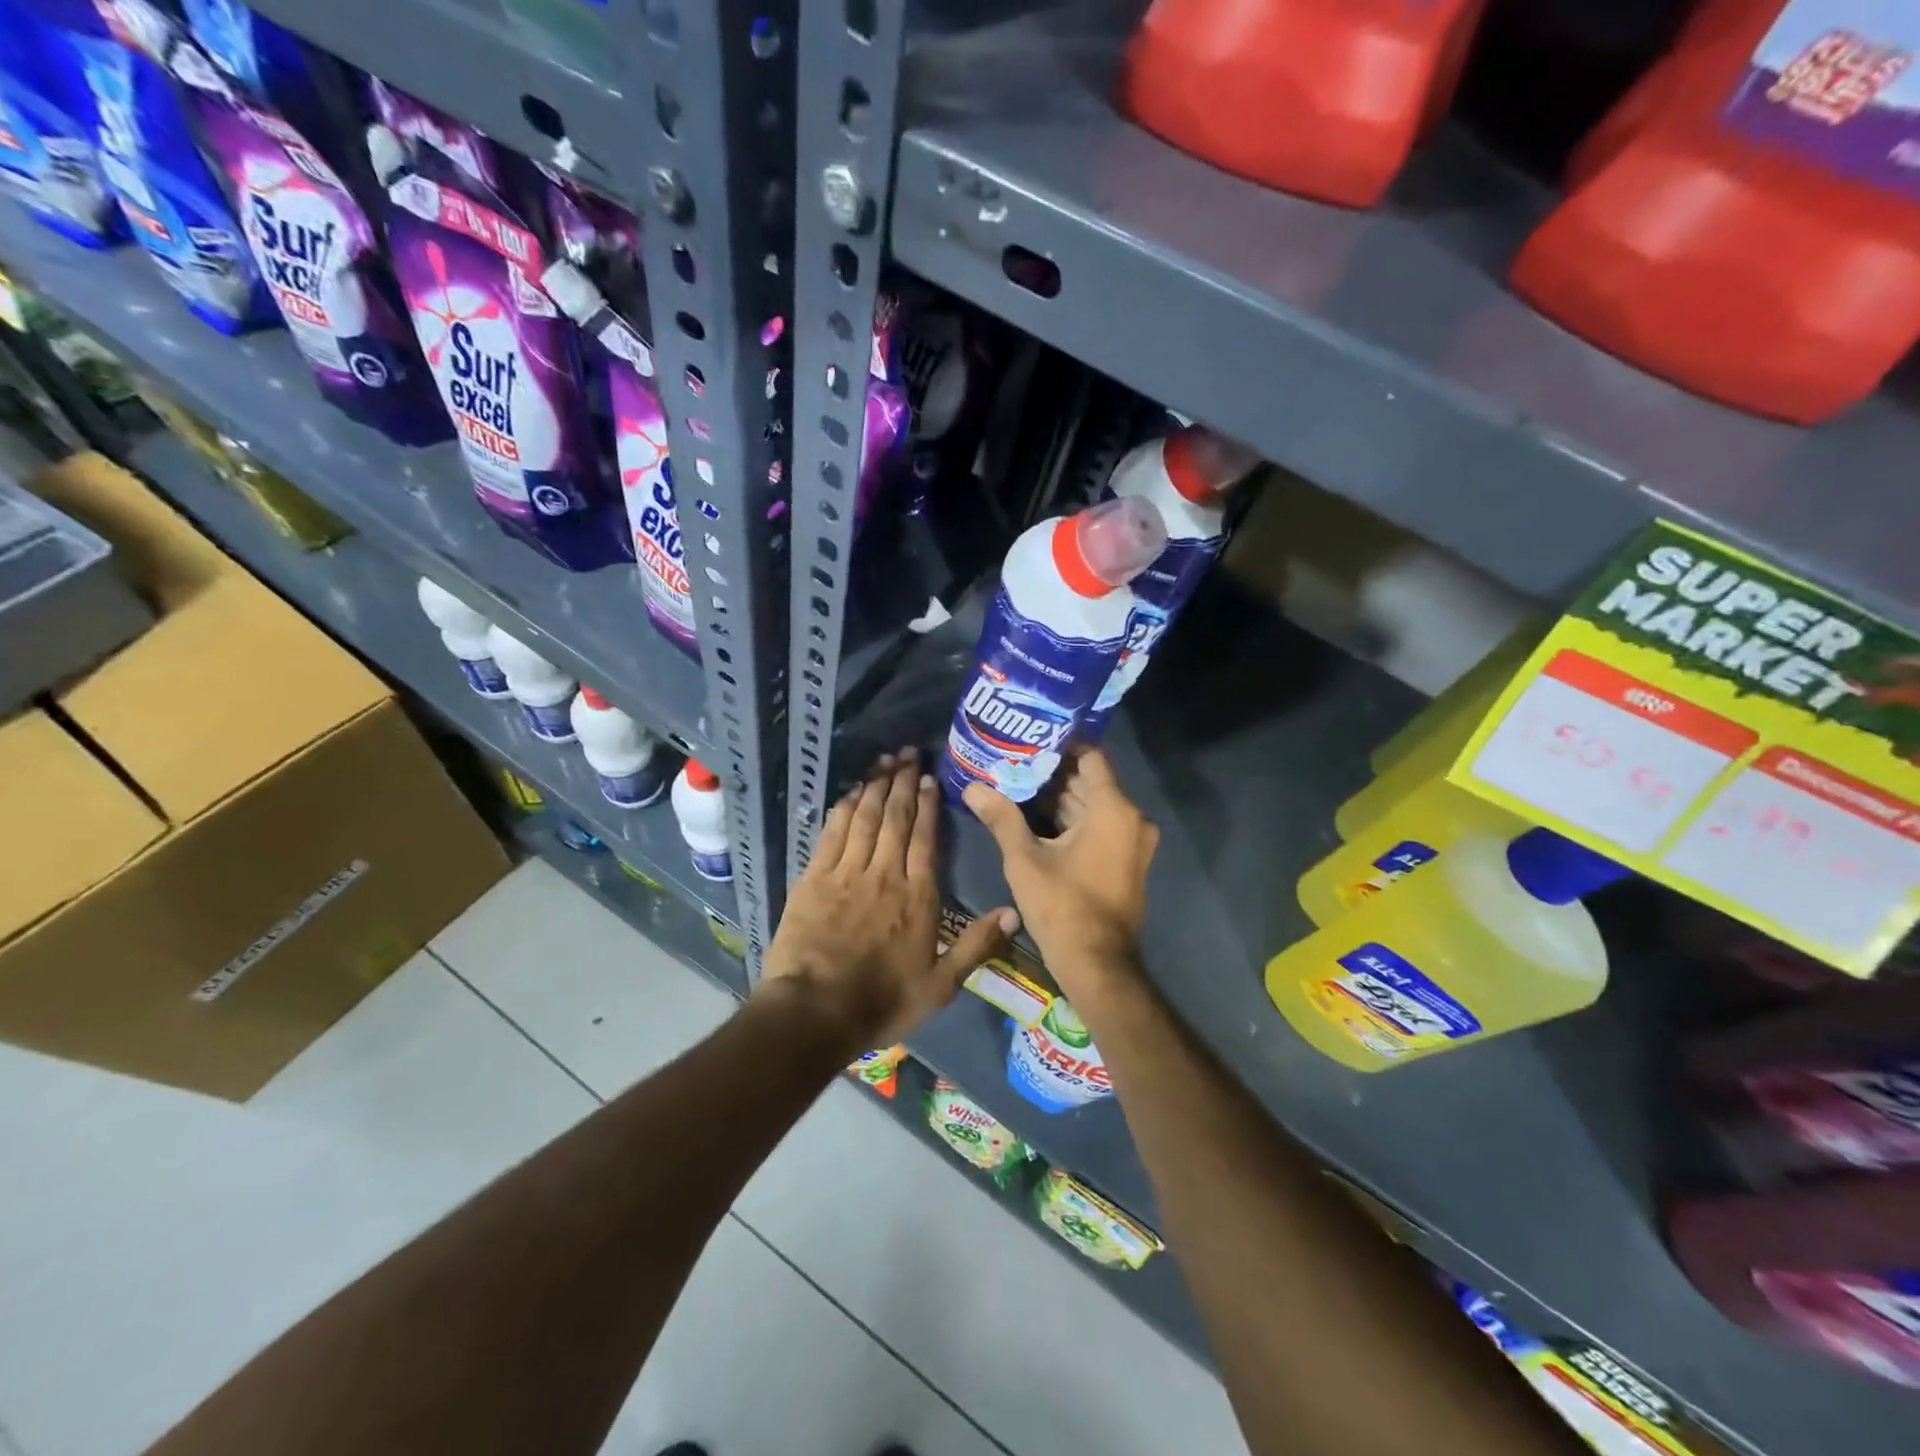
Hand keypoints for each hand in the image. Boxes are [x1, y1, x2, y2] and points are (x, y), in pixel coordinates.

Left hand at [761, 748, 1018, 1049]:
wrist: (814, 1012)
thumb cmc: (882, 1001)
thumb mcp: (941, 986)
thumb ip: (977, 946)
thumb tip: (1015, 913)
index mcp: (917, 897)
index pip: (925, 839)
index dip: (928, 805)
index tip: (930, 778)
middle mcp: (884, 874)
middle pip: (895, 818)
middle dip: (903, 782)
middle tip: (908, 753)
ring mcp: (847, 873)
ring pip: (865, 818)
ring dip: (875, 785)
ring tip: (884, 760)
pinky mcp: (814, 878)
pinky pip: (833, 833)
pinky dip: (844, 808)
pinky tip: (851, 792)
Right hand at [963, 747, 1157, 1002]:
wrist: (1098, 964)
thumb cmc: (1063, 906)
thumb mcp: (1024, 859)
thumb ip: (1001, 817)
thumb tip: (972, 788)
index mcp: (1113, 809)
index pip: (1091, 757)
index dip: (1060, 746)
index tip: (1029, 740)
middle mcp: (1131, 819)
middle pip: (1089, 782)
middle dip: (1052, 773)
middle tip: (1013, 762)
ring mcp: (1132, 842)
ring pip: (1093, 806)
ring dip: (1059, 799)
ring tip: (1016, 785)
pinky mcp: (1127, 861)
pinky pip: (1099, 827)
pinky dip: (1072, 821)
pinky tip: (1034, 818)